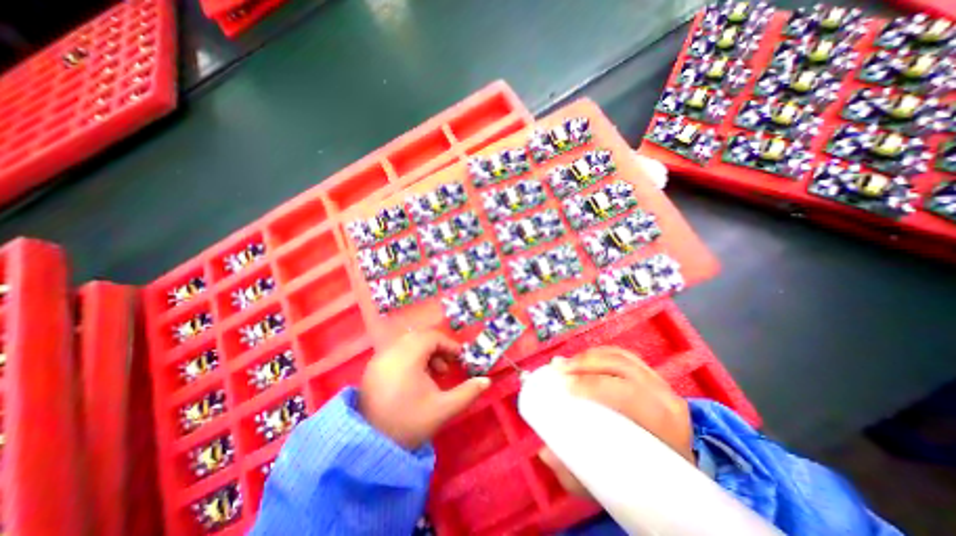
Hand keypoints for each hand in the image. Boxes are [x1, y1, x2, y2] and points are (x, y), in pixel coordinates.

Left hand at [361, 333, 491, 449]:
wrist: (370, 448)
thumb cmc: (409, 425)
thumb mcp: (443, 410)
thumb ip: (467, 393)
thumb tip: (487, 381)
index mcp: (406, 358)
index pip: (431, 337)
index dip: (448, 344)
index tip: (460, 357)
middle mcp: (390, 353)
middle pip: (419, 337)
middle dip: (437, 347)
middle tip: (447, 366)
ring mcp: (378, 359)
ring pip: (407, 343)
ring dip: (424, 351)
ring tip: (434, 373)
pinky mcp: (372, 368)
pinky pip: (396, 351)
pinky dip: (410, 357)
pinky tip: (416, 377)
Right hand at [541, 347, 692, 497]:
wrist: (680, 482)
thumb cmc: (644, 483)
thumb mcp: (612, 487)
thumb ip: (578, 473)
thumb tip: (546, 452)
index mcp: (665, 426)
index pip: (629, 393)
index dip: (594, 384)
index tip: (566, 386)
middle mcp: (666, 398)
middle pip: (622, 366)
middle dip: (586, 364)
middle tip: (559, 369)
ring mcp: (660, 383)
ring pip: (620, 356)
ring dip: (589, 357)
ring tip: (566, 364)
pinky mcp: (651, 376)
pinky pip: (621, 355)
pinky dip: (598, 354)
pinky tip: (581, 361)